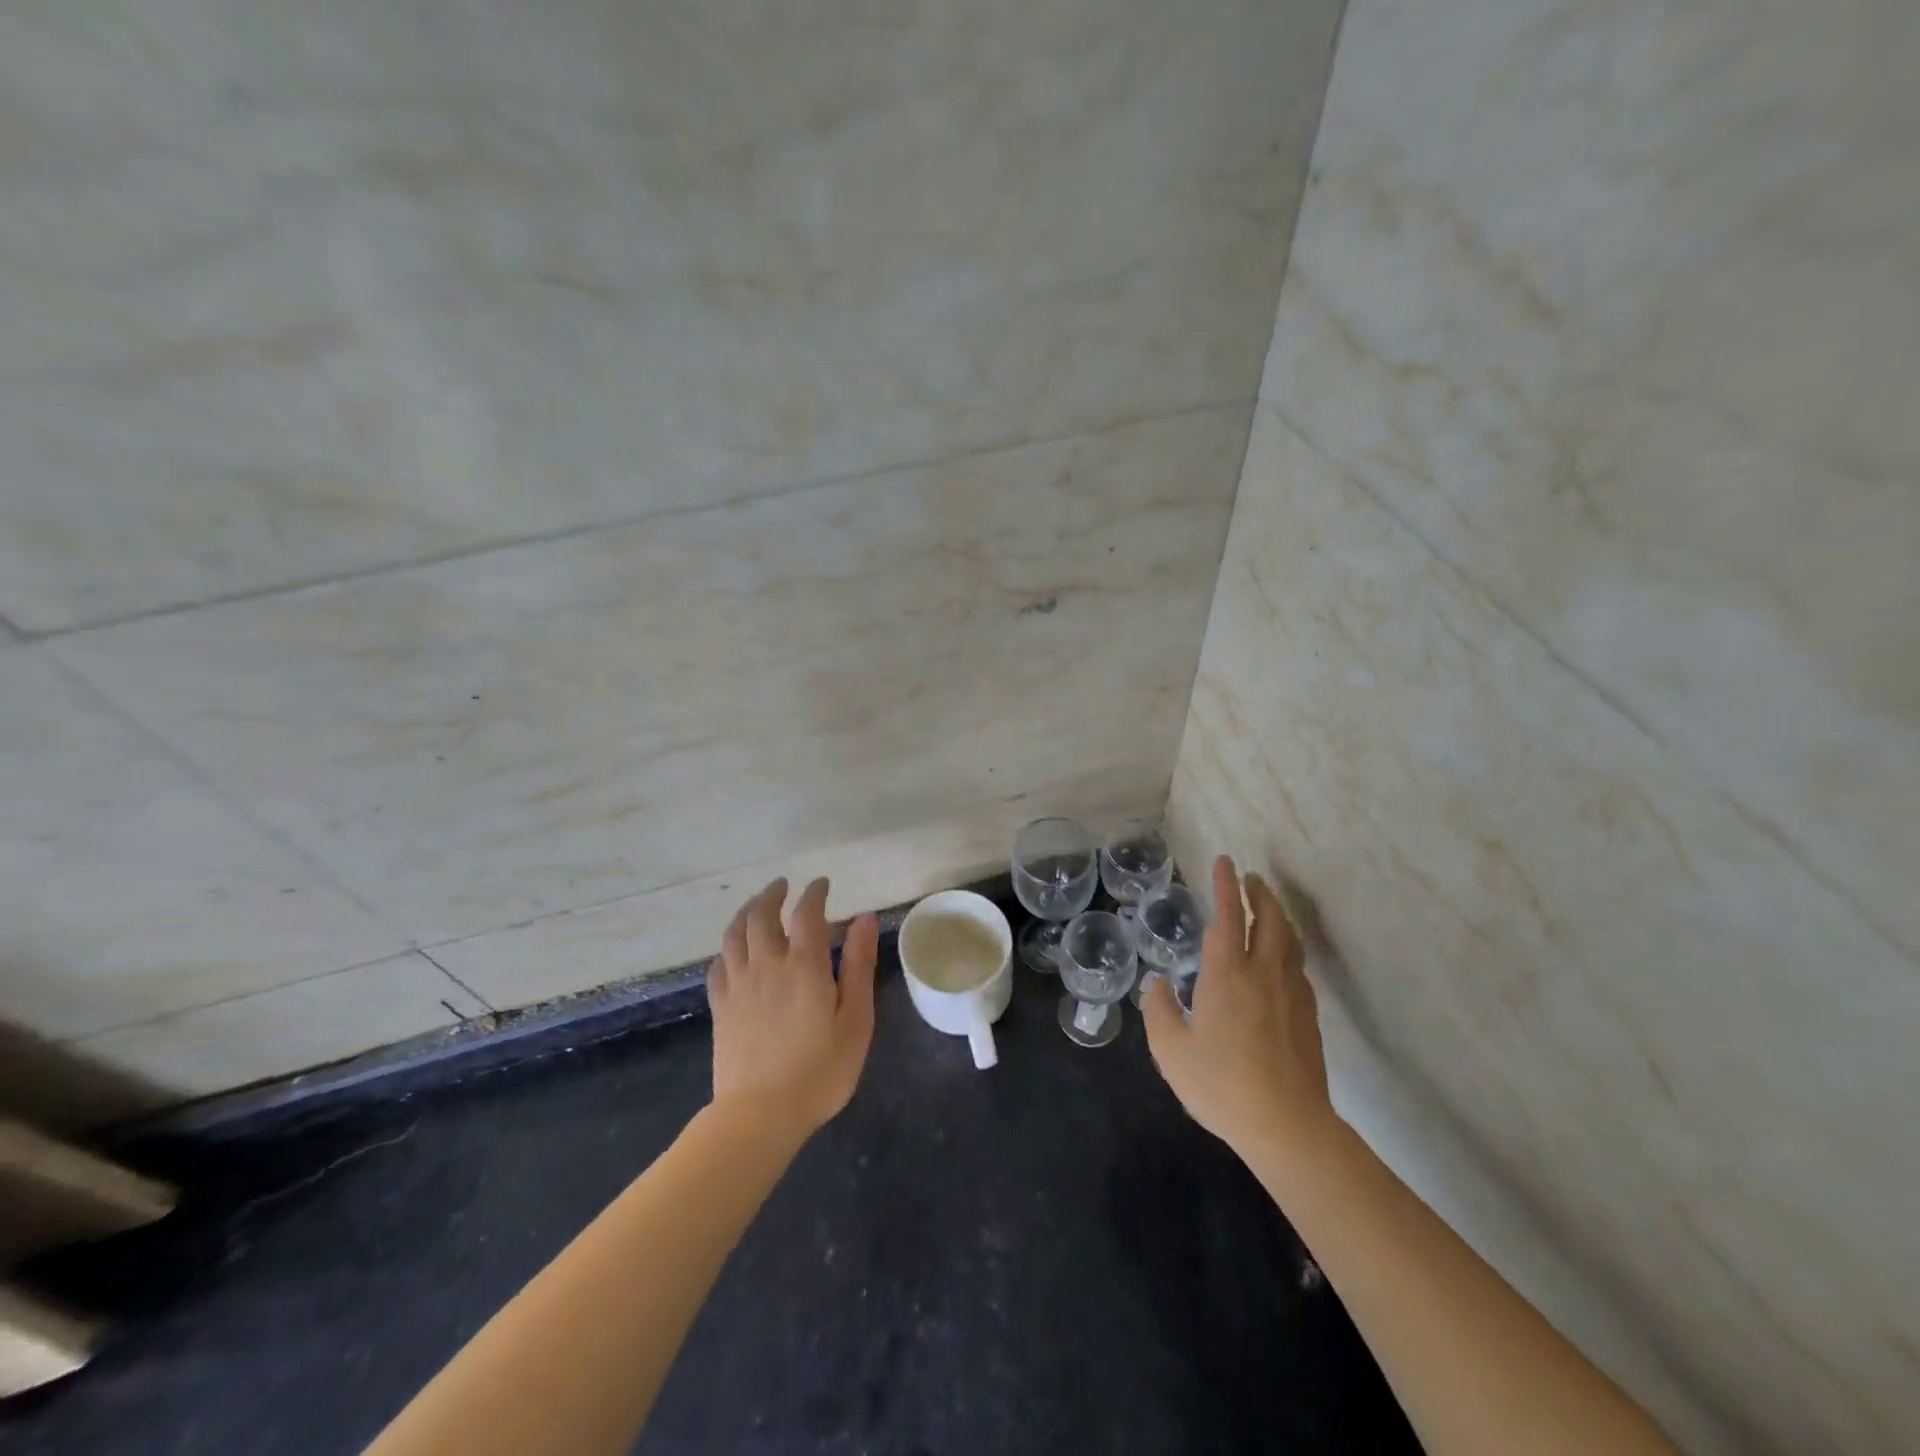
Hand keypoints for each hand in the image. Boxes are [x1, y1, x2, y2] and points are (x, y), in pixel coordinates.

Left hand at [709, 877, 879, 1141]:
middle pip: (762, 916)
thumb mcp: (855, 1019)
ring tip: (756, 905)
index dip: (814, 894)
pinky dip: (727, 949)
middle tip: (783, 886)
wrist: (760, 1115)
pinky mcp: (721, 1008)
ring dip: (746, 912)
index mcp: (803, 965)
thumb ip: (858, 965)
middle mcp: (767, 965)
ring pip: (734, 934)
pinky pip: (718, 965)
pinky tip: (733, 951)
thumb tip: (862, 918)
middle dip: (773, 895)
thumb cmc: (820, 1070)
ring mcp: (738, 986)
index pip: (807, 914)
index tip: (821, 884)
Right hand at [1142, 856, 1337, 1162]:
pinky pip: (1298, 968)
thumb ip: (1159, 1011)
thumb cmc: (1222, 1085)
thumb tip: (1159, 985)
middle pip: (1269, 919)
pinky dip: (1288, 949)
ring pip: (1289, 941)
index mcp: (1226, 974)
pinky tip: (1281, 962)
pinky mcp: (1308, 1017)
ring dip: (1278, 917)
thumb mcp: (1171, 1051)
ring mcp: (1291, 994)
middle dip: (1260, 893)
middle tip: (1250, 878)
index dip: (1225, 886)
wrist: (1288, 1127)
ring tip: (1268, 909)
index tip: (1226, 861)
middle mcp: (1263, 974)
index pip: (1228, 916)